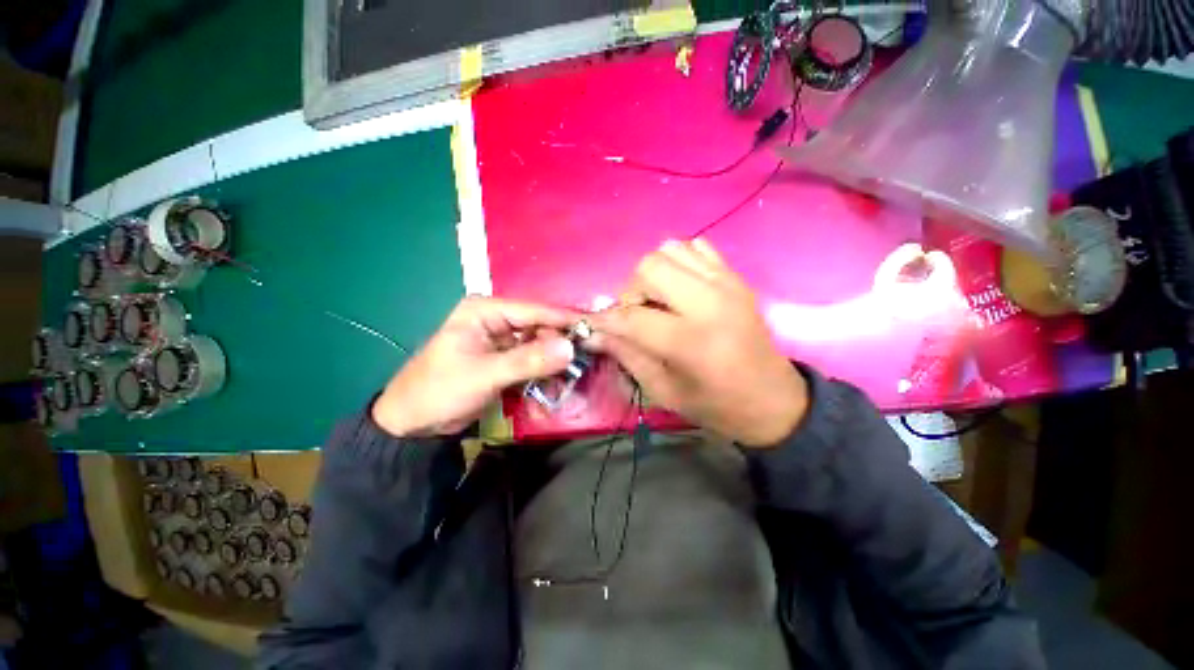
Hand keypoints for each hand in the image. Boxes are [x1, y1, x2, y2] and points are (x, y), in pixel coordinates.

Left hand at [372, 297, 577, 436]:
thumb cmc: (440, 390)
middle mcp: (496, 319)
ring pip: (539, 345)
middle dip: (559, 347)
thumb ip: (529, 360)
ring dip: (553, 364)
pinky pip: (532, 361)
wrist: (412, 422)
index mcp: (486, 310)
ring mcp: (501, 340)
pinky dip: (543, 373)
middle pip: (540, 327)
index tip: (593, 330)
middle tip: (580, 365)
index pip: (535, 310)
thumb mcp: (485, 374)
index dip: (564, 320)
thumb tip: (570, 347)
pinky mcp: (504, 359)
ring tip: (567, 381)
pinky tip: (553, 387)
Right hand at [589, 239, 807, 446]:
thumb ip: (627, 356)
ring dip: (654, 274)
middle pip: (649, 267)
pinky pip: (697, 247)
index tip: (592, 325)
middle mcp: (710, 303)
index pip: (631, 317)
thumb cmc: (716, 404)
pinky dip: (679, 262)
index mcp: (691, 342)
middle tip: (637, 315)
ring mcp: (726, 283)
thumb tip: (594, 334)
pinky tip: (681, 288)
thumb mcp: (664, 391)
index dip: (604, 320)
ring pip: (670, 249)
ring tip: (659, 301)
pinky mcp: (736, 277)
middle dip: (632, 291)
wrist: (773, 399)